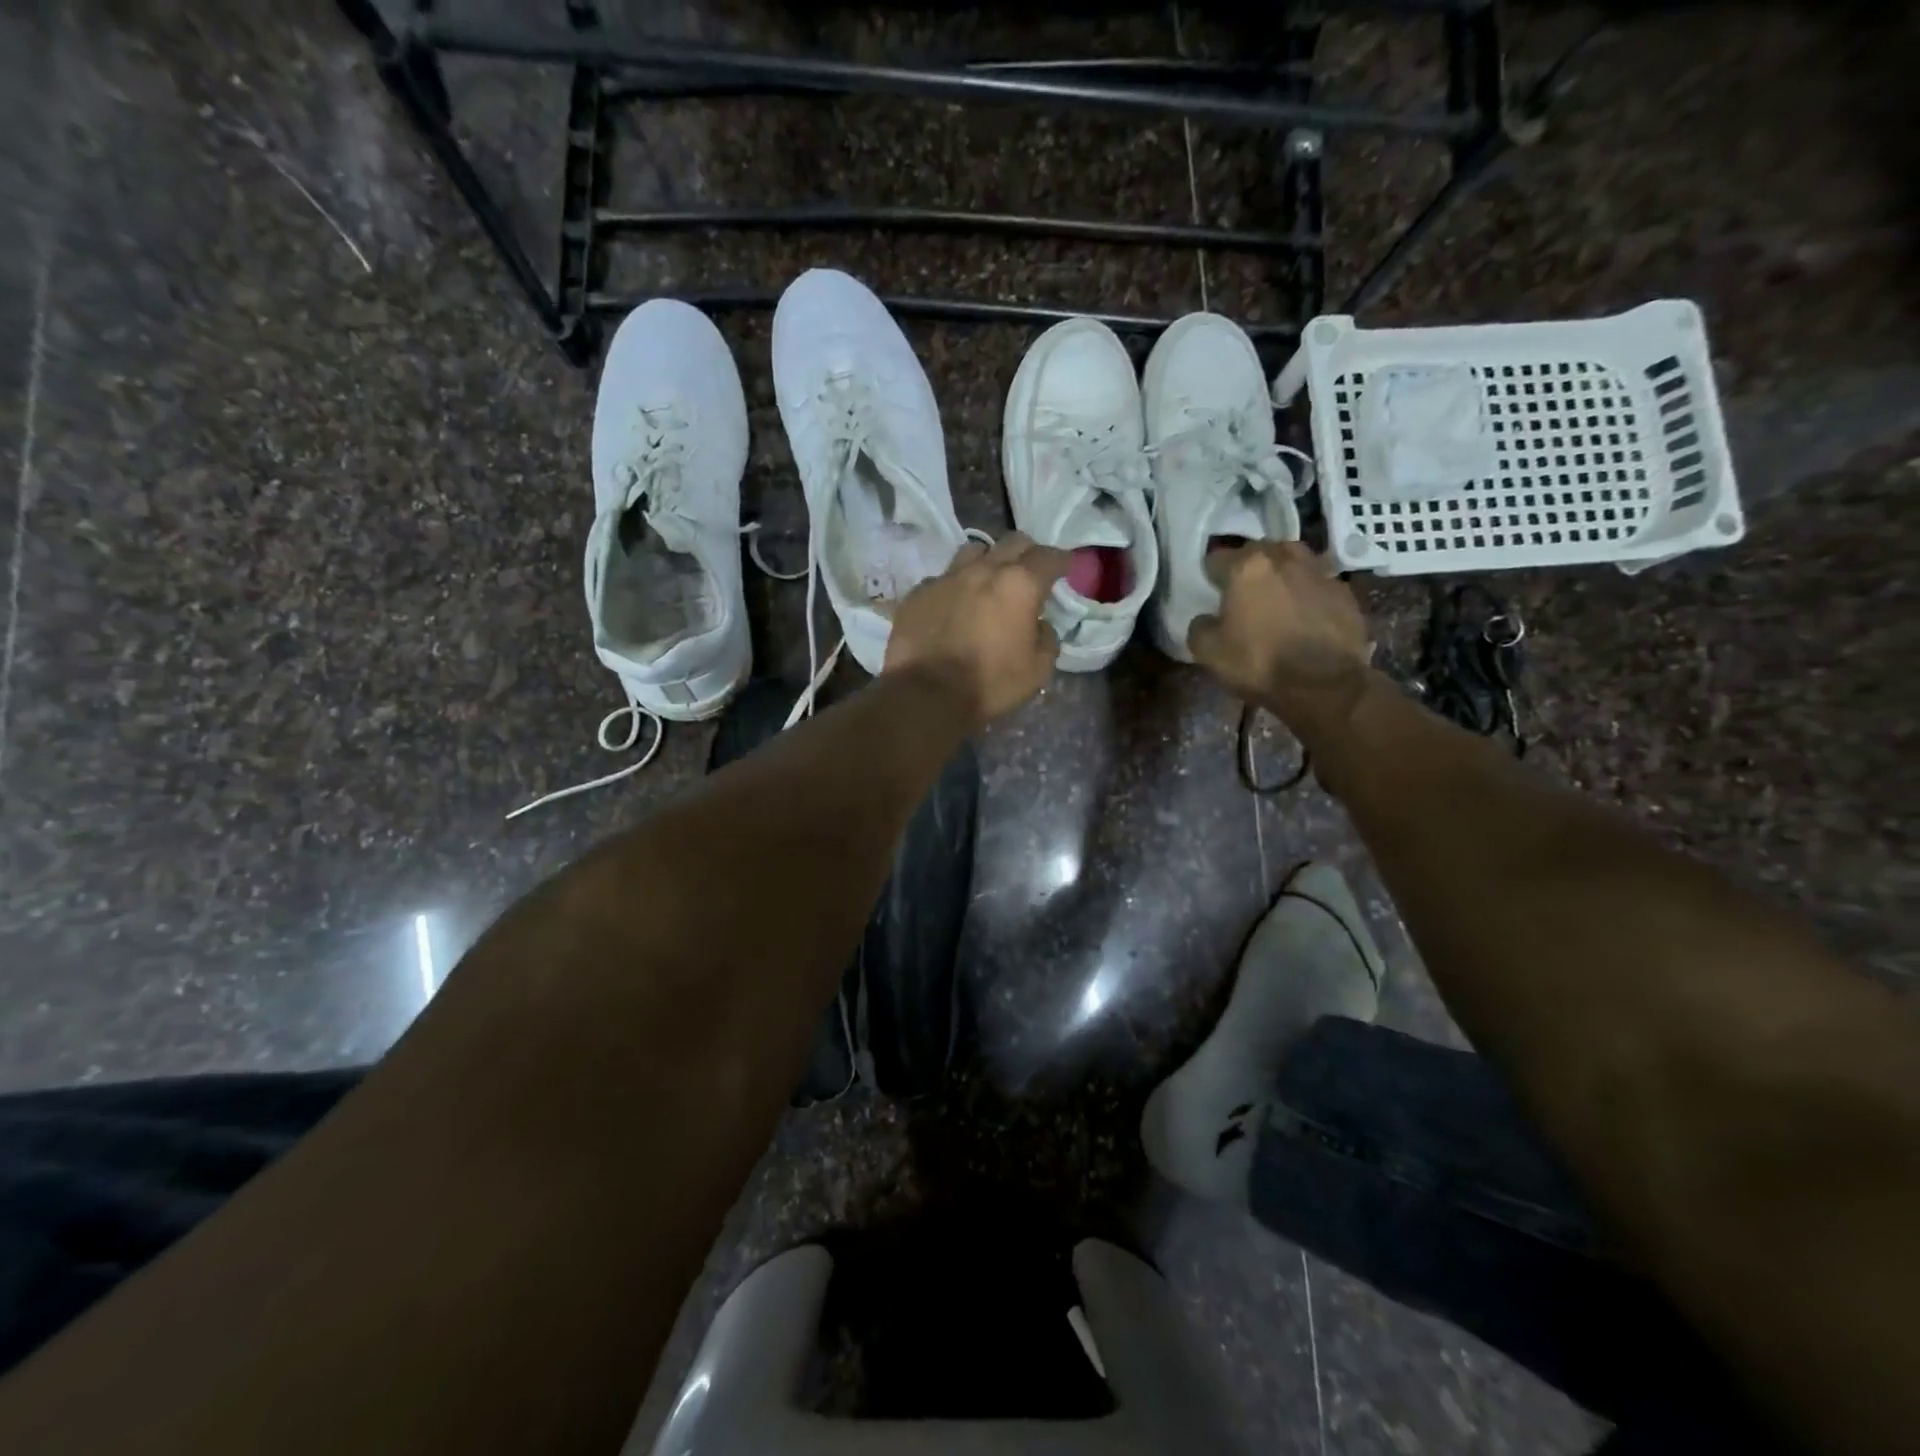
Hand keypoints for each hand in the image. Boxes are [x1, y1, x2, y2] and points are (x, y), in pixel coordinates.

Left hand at [884, 533, 1069, 727]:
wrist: (926, 694)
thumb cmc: (989, 684)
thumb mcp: (1037, 671)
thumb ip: (1046, 639)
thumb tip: (1040, 625)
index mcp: (1019, 585)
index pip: (1049, 557)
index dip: (1062, 561)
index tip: (1066, 567)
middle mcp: (983, 570)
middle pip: (1012, 543)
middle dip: (1027, 553)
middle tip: (1030, 571)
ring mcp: (946, 577)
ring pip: (974, 551)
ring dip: (988, 561)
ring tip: (989, 580)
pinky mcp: (918, 592)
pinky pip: (942, 578)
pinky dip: (955, 586)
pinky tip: (953, 604)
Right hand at [1187, 541, 1373, 734]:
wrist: (1325, 685)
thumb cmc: (1259, 663)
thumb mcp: (1208, 652)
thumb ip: (1199, 626)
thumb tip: (1207, 618)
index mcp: (1247, 566)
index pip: (1217, 558)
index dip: (1211, 576)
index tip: (1211, 594)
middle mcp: (1284, 557)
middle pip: (1259, 552)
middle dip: (1248, 568)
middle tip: (1243, 594)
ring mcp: (1319, 572)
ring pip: (1293, 561)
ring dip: (1282, 574)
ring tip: (1277, 598)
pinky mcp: (1345, 592)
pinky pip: (1317, 584)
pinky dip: (1308, 594)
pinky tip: (1304, 617)